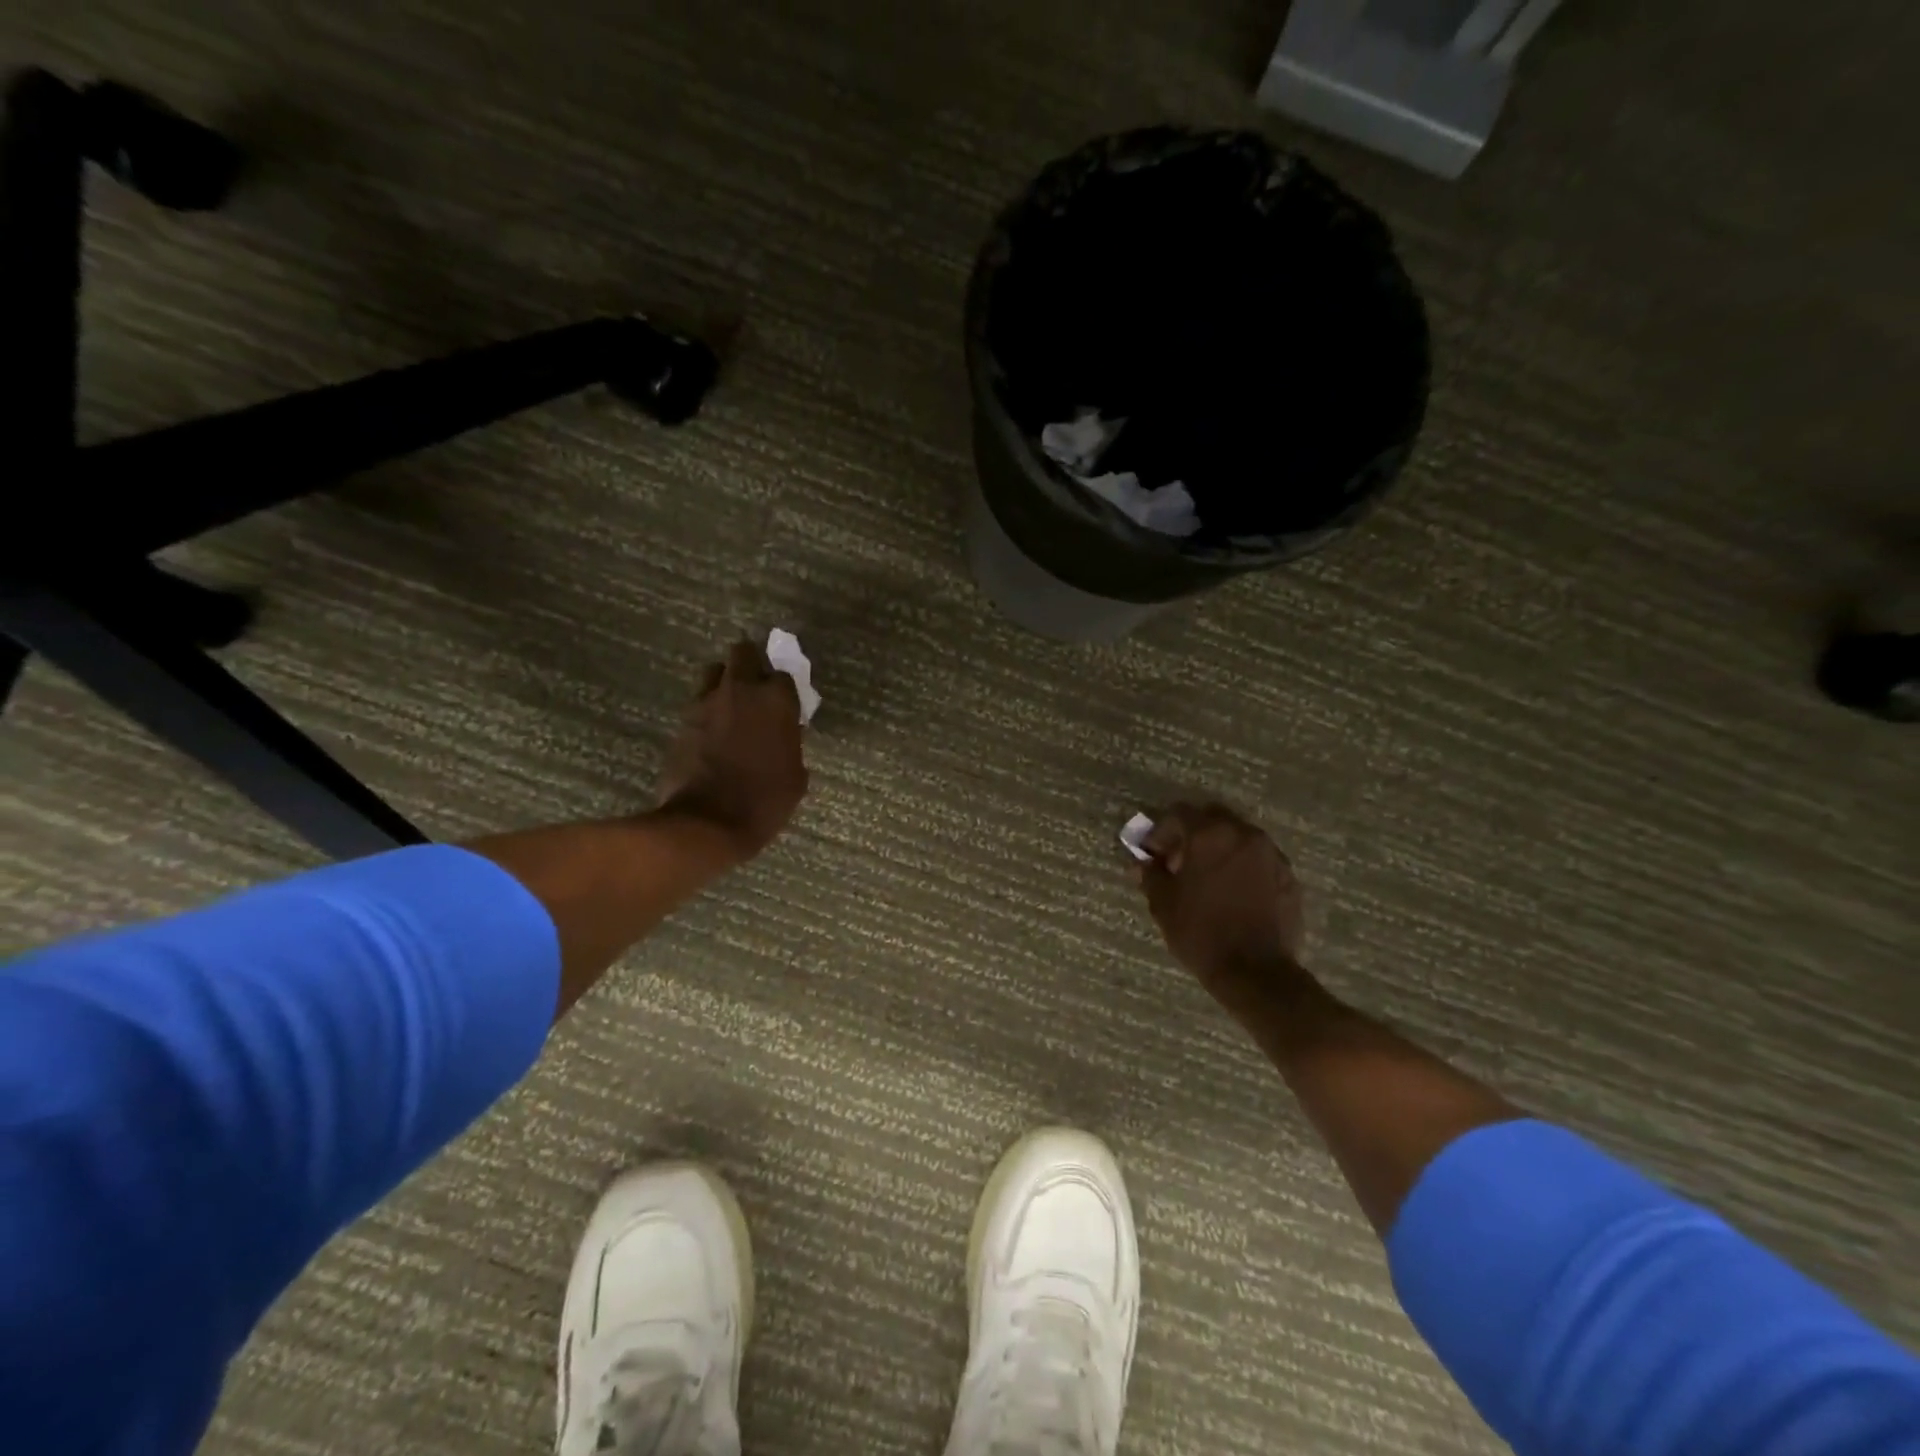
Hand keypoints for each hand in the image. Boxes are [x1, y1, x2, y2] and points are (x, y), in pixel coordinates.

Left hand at [656, 641, 808, 859]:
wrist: (707, 823)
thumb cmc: (764, 801)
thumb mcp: (795, 775)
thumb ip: (791, 744)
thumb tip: (784, 735)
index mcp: (776, 700)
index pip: (783, 674)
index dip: (783, 689)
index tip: (785, 705)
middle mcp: (741, 690)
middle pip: (743, 652)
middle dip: (750, 663)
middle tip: (756, 688)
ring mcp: (706, 703)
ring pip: (714, 672)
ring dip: (724, 682)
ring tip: (730, 707)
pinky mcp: (682, 721)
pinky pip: (698, 703)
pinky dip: (707, 711)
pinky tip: (713, 734)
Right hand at [1137, 803, 1306, 997]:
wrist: (1256, 972)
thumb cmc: (1201, 933)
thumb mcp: (1164, 904)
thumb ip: (1151, 875)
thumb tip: (1142, 863)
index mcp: (1210, 835)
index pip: (1179, 813)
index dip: (1160, 831)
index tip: (1152, 854)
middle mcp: (1244, 835)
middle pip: (1212, 818)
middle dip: (1192, 834)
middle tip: (1178, 862)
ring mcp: (1271, 854)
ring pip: (1238, 837)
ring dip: (1219, 849)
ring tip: (1206, 879)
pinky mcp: (1288, 876)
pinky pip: (1258, 859)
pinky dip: (1241, 866)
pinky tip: (1232, 893)